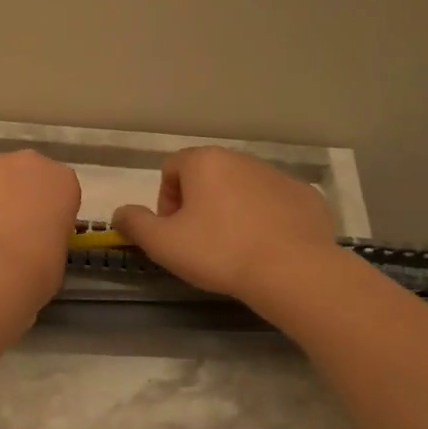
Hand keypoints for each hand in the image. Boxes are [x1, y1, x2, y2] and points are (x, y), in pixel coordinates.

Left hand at [0, 150, 81, 304]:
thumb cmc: (36, 270)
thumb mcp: (57, 253)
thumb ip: (46, 234)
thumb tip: (29, 241)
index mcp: (62, 181)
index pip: (56, 189)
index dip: (44, 211)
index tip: (36, 232)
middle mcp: (28, 162)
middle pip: (21, 175)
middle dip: (13, 197)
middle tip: (5, 231)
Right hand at [112, 146, 342, 303]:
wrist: (292, 270)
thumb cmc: (218, 251)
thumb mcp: (162, 243)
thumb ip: (134, 223)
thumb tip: (120, 212)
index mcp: (205, 162)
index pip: (171, 170)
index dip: (165, 201)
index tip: (173, 232)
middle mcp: (242, 159)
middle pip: (208, 177)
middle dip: (198, 205)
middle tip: (200, 242)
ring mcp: (278, 176)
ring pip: (242, 189)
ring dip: (232, 211)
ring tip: (234, 248)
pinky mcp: (306, 196)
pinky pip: (275, 204)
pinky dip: (265, 220)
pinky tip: (266, 248)